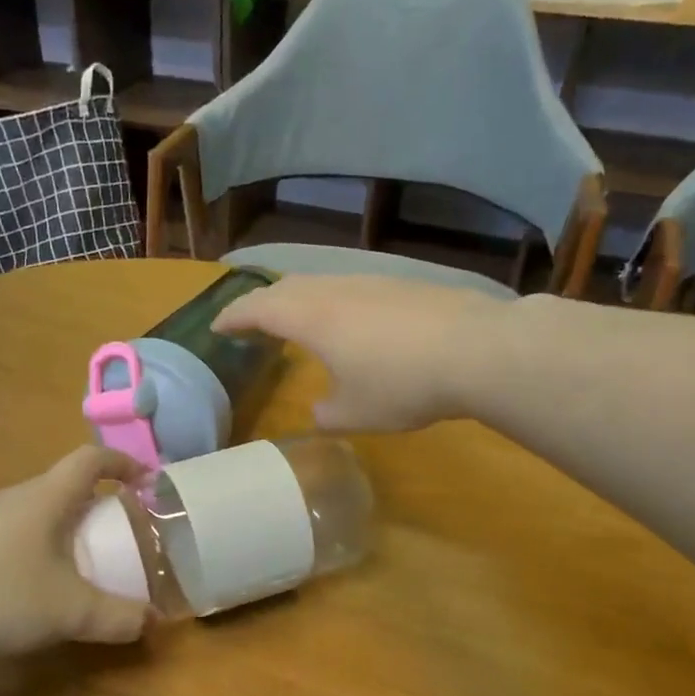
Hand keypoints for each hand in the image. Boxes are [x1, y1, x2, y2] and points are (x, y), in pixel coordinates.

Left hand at [0, 446, 153, 660]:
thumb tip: (150, 621)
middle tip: (119, 532)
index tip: (146, 481)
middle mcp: (14, 497)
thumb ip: (117, 617)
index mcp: (45, 498)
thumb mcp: (69, 613)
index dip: (123, 463)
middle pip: (64, 484)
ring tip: (81, 560)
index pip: (91, 460)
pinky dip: (38, 543)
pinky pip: (13, 530)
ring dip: (66, 524)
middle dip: (98, 502)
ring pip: (37, 508)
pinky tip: (33, 583)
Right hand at [214, 275, 513, 432]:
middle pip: (285, 288)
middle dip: (262, 304)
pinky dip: (334, 302)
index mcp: (310, 317)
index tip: (217, 327)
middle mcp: (334, 290)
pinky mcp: (403, 285)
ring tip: (298, 322)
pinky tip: (352, 323)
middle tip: (251, 323)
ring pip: (321, 284)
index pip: (256, 309)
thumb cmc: (401, 384)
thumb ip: (326, 413)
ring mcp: (371, 282)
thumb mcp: (355, 414)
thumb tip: (320, 409)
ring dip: (300, 301)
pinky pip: (352, 288)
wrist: (478, 350)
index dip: (233, 317)